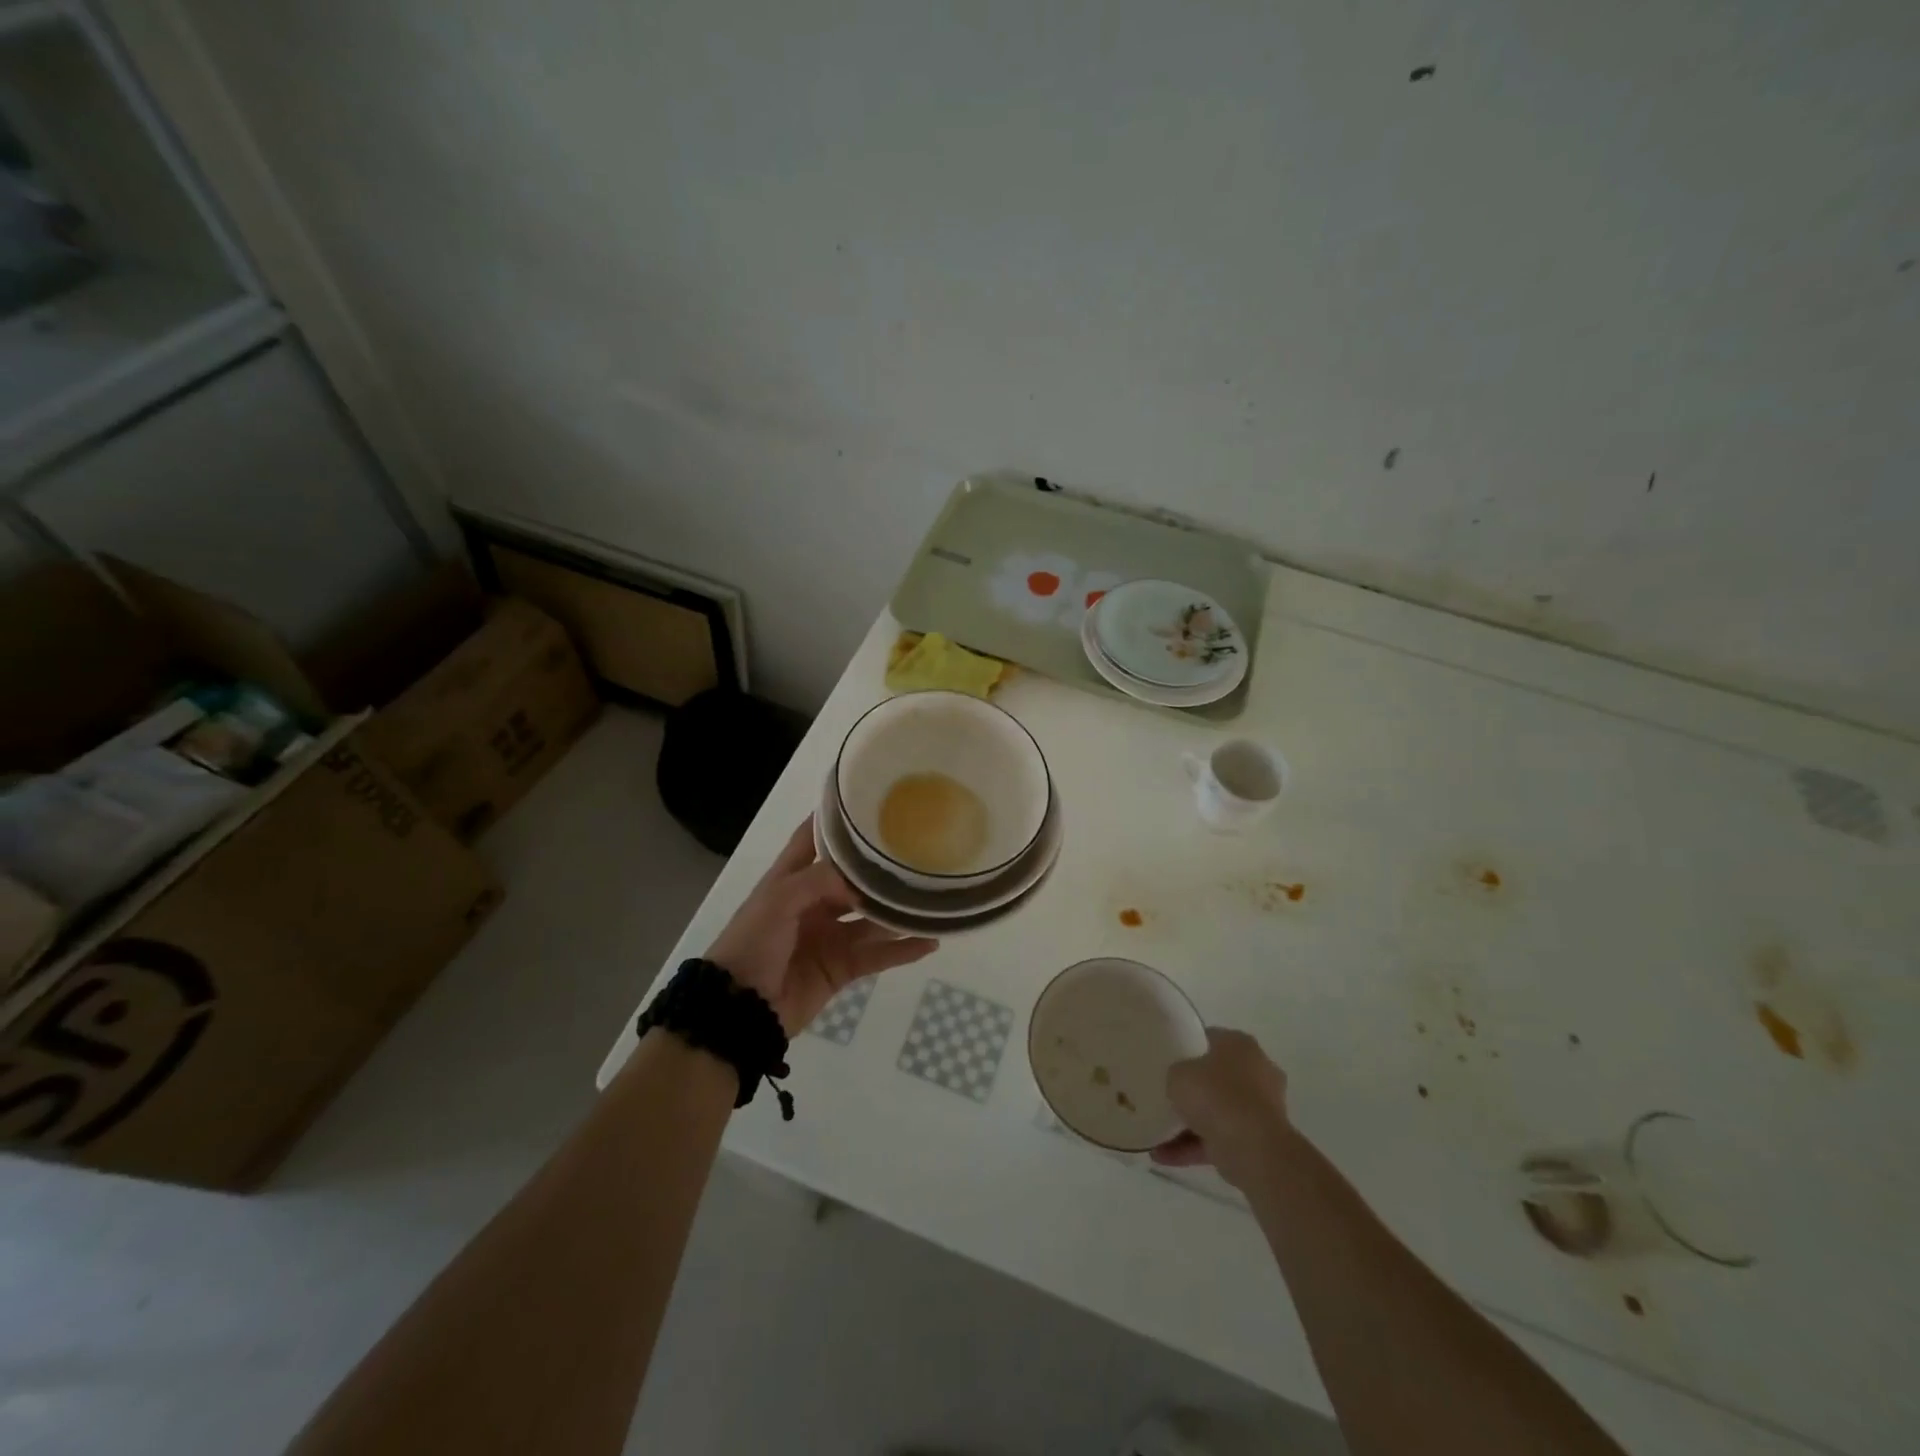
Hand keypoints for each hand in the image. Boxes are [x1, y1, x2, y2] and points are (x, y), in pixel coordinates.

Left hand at [706, 818, 937, 1035]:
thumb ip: (819, 880)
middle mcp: (813, 903)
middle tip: (919, 852)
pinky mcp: (841, 968)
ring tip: (933, 898)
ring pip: (872, 919)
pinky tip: (929, 941)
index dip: (837, 821)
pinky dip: (902, 950)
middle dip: (881, 869)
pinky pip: (876, 955)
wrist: (738, 1010)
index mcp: (790, 880)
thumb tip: (862, 879)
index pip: (815, 839)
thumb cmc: (751, 944)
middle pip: (853, 880)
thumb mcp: (777, 901)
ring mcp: (829, 936)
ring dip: (899, 911)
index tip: (869, 800)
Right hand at [1151, 1028, 1293, 1188]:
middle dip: (1193, 1090)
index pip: (1209, 1039)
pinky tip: (1163, 1155)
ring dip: (1190, 1124)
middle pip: (1216, 1077)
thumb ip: (1175, 1073)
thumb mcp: (1178, 1073)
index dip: (1186, 1048)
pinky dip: (1194, 1147)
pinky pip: (1220, 1139)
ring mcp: (1261, 1108)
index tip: (1167, 1060)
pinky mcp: (1259, 1141)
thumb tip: (1178, 1082)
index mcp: (1240, 1044)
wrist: (1252, 1148)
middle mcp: (1257, 1071)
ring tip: (1156, 1133)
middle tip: (1165, 1095)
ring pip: (1218, 1112)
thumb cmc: (1215, 1096)